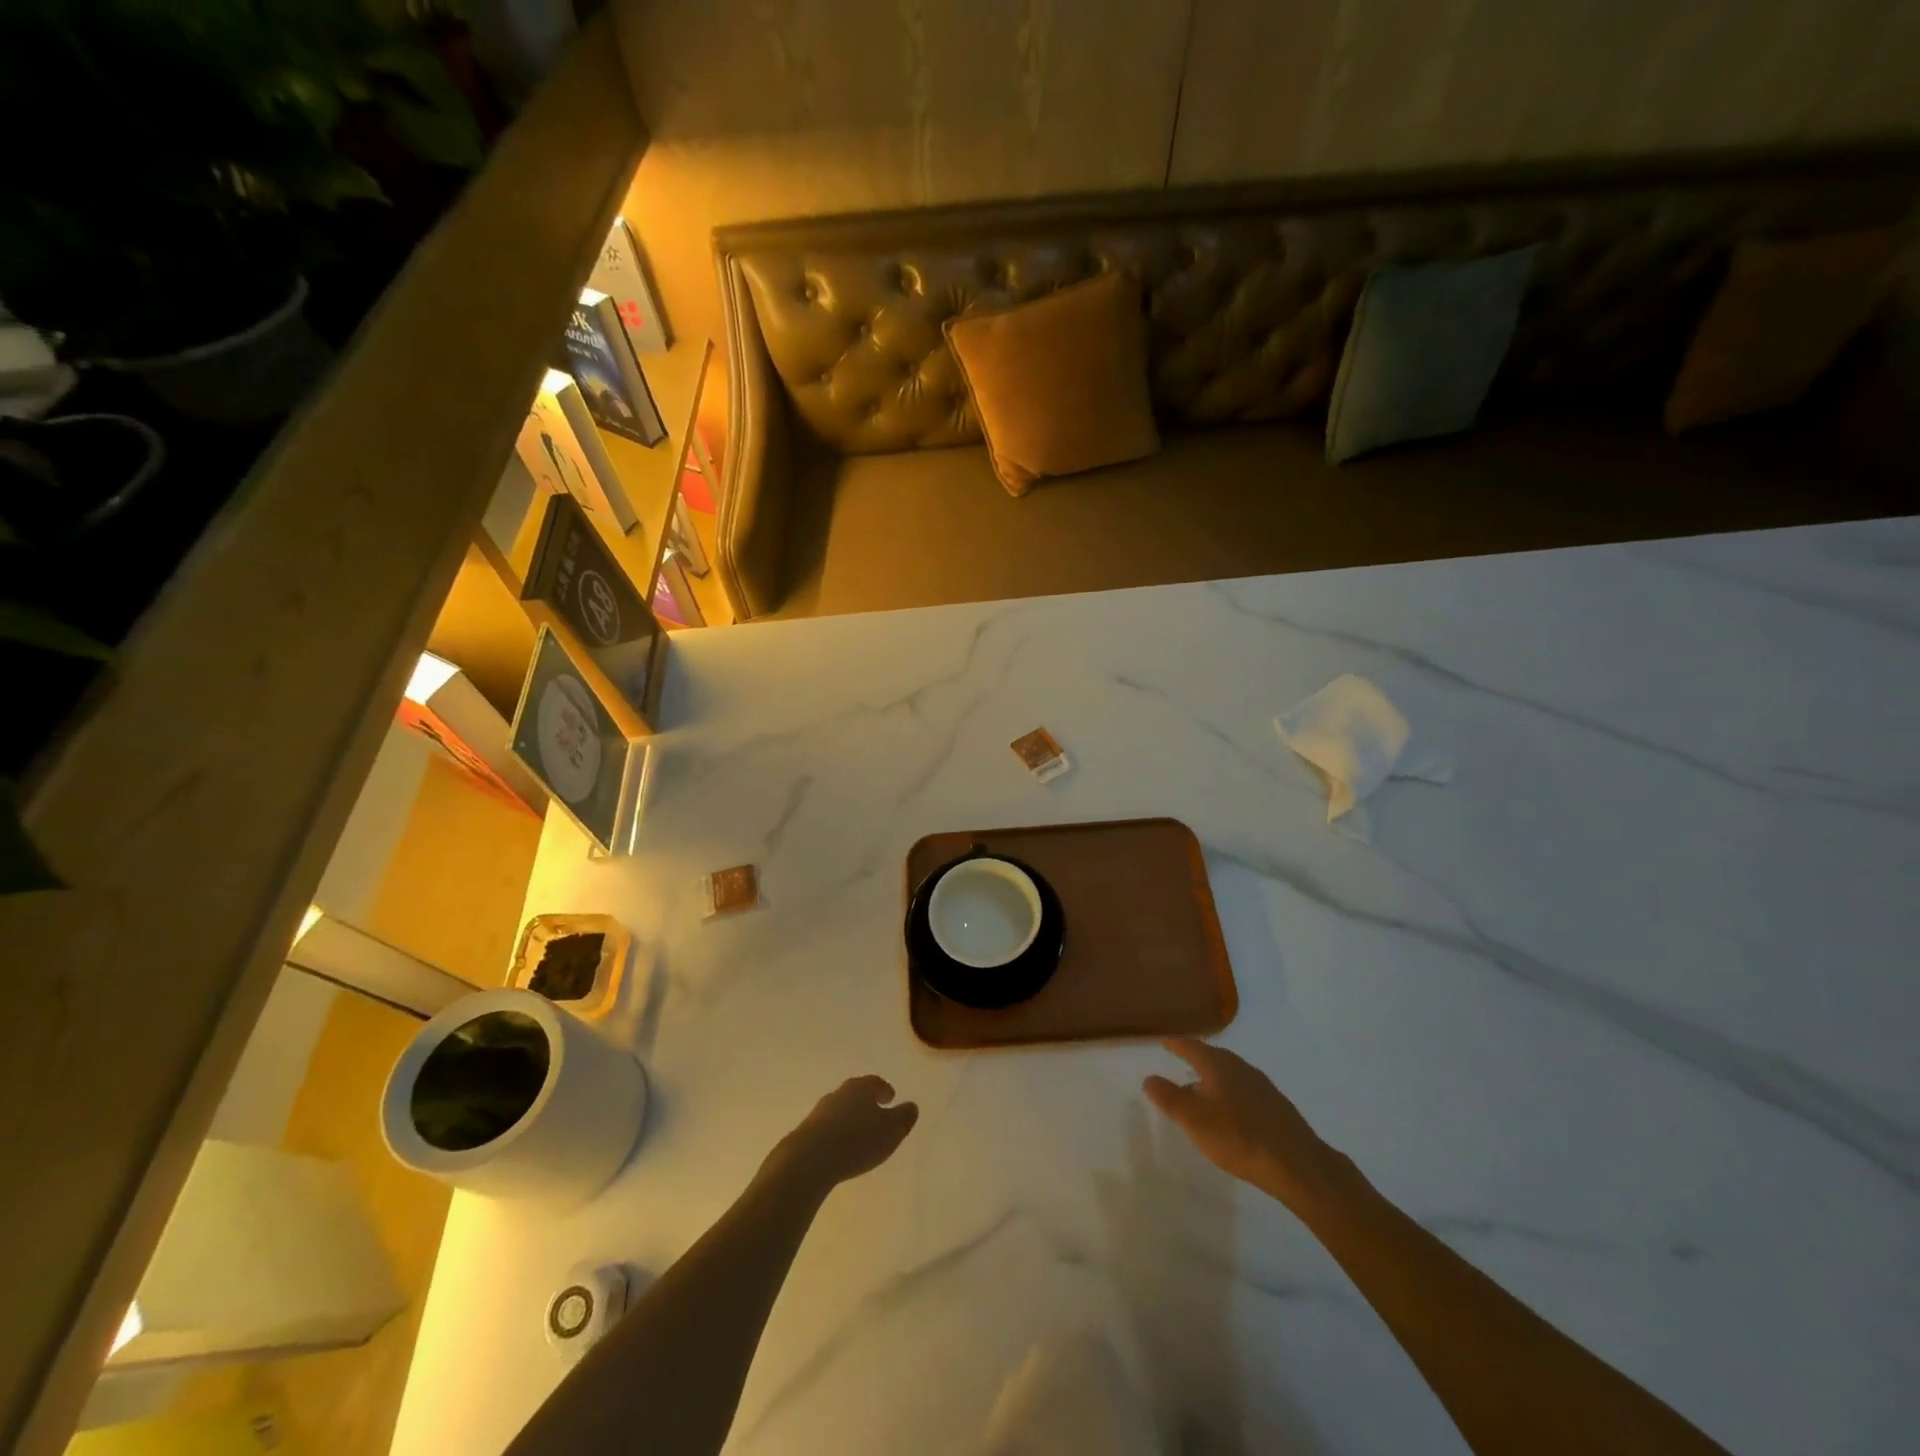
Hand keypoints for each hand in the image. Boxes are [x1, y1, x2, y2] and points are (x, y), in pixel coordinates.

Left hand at [762, 1075, 918, 1194]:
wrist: (810, 1159)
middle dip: (866, 1102)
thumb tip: (911, 1106)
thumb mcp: (891, 1131)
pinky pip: (827, 1127)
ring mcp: (820, 1110)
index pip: (876, 1083)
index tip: (890, 1098)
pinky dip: (836, 1132)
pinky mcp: (806, 1130)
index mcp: (862, 1087)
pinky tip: (839, 1146)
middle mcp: (840, 1092)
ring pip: (840, 1109)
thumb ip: (904, 1117)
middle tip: (876, 1112)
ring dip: (849, 1117)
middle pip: (856, 1093)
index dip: (885, 1090)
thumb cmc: (857, 1140)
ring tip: (857, 1132)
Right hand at [1144, 1039, 1343, 1209]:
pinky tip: (1230, 1112)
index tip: (1164, 1042)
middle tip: (1179, 1063)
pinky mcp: (1276, 1106)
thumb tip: (1149, 1077)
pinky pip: (1244, 1090)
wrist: (1297, 1165)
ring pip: (1230, 1073)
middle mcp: (1240, 1067)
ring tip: (1201, 1091)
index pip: (1191, 1046)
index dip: (1176, 1044)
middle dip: (1195, 1059)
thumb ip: (1169, 1097)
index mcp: (1218, 1064)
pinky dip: (1230, 1093)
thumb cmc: (1238, 1137)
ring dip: (1213, 1078)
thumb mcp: (1194, 1119)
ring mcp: (1262, 1085)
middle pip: (1213, 1056)